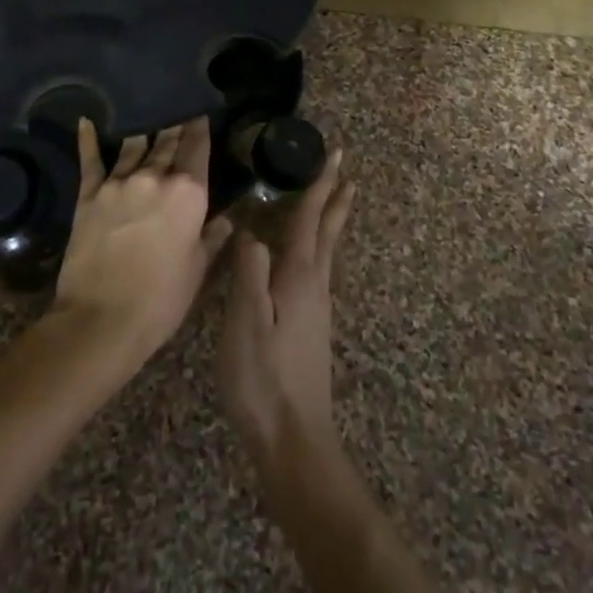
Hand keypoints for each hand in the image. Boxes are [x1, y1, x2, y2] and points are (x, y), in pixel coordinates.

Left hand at [53, 117, 232, 362]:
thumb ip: (212, 237)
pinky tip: (87, 121)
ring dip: (144, 131)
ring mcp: (119, 183)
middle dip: (174, 126)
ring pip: (134, 145)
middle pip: (167, 142)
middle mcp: (155, 177)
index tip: (200, 111)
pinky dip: (89, 139)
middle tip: (177, 110)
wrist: (101, 318)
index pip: (197, 148)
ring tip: (147, 114)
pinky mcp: (89, 194)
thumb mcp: (197, 269)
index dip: (200, 127)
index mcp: (189, 193)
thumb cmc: (161, 299)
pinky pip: (90, 160)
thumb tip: (227, 218)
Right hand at [219, 148, 354, 472]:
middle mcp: (314, 285)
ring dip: (330, 219)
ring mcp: (317, 306)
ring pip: (325, 250)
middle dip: (334, 198)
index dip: (320, 186)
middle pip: (327, 232)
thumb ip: (250, 273)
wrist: (293, 437)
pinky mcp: (312, 325)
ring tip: (335, 199)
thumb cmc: (263, 377)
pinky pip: (317, 267)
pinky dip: (318, 245)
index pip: (310, 220)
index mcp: (298, 278)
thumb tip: (252, 231)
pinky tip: (309, 255)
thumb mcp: (246, 322)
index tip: (335, 155)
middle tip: (345, 169)